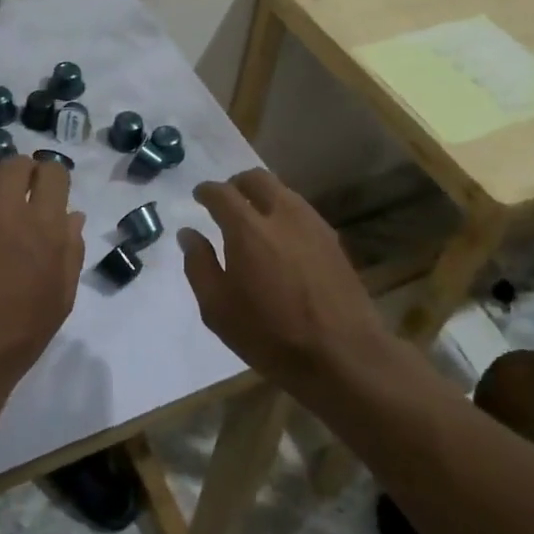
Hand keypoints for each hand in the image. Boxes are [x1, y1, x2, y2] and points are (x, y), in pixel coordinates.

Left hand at [0, 158, 84, 398]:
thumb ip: (70, 249)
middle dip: (24, 173)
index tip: (51, 192)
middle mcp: (2, 209)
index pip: (51, 171)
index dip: (53, 178)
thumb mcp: (61, 297)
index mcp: (41, 225)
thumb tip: (71, 216)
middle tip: (24, 194)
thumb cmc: (19, 334)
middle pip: (14, 163)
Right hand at [178, 169, 385, 386]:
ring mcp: (312, 224)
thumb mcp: (218, 309)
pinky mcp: (333, 240)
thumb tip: (189, 234)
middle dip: (236, 184)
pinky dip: (284, 213)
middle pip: (256, 178)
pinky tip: (281, 238)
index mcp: (247, 229)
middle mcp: (281, 215)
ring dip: (263, 196)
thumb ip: (199, 265)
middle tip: (227, 201)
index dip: (206, 191)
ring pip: (283, 191)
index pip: (221, 193)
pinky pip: (302, 211)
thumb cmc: (270, 336)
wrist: (343, 356)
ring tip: (254, 219)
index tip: (199, 196)